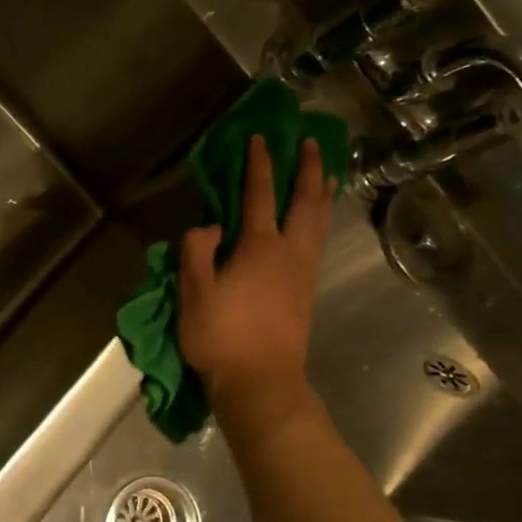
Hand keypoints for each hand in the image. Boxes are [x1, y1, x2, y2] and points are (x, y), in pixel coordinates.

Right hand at [179, 134, 332, 410]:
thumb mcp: (194, 293)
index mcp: (259, 247)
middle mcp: (289, 252)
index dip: (259, 164)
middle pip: (305, 201)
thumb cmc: (222, 337)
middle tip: (310, 143)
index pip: (259, 194)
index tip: (260, 138)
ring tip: (326, 172)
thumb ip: (197, 251)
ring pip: (319, 221)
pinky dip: (320, 219)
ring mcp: (303, 273)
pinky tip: (316, 220)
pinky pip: (318, 241)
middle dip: (308, 168)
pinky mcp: (306, 292)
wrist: (261, 383)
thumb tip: (210, 226)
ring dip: (322, 192)